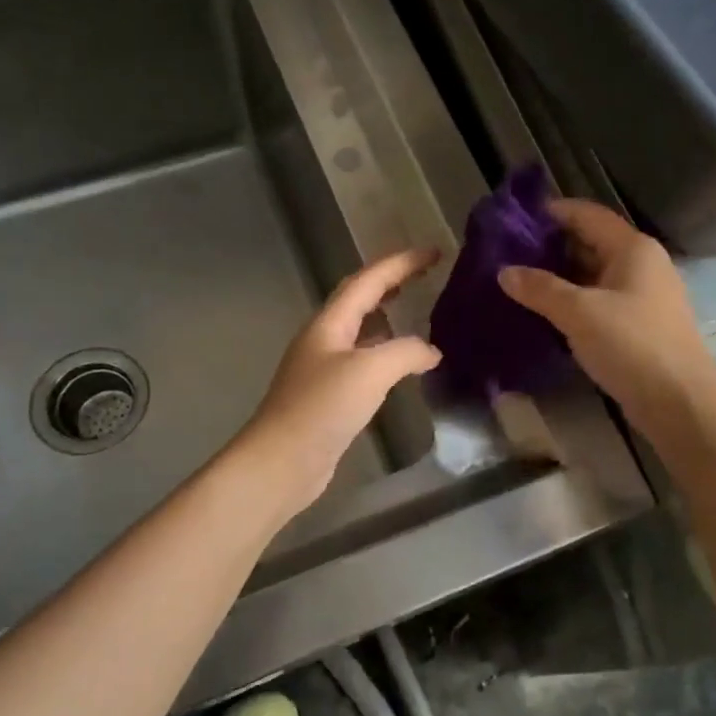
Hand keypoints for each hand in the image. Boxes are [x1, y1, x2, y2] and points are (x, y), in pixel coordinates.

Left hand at [238, 249, 442, 509]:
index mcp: (329, 324)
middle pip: (360, 300)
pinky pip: (364, 363)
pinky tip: (404, 366)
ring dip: (388, 318)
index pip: (368, 281)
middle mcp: (325, 340)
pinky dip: (387, 354)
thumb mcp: (370, 371)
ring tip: (418, 313)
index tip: (434, 253)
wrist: (282, 462)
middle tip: (425, 276)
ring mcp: (325, 369)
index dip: (401, 263)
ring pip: (362, 332)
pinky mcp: (331, 397)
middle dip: (392, 283)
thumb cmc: (322, 408)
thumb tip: (430, 351)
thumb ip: (405, 352)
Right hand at [498, 200, 715, 440]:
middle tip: (508, 254)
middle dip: (551, 246)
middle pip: (591, 242)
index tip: (515, 219)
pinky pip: (600, 300)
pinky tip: (546, 311)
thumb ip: (540, 289)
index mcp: (633, 248)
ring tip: (519, 281)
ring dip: (560, 276)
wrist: (679, 402)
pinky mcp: (639, 324)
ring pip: (594, 274)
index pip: (587, 214)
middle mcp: (642, 264)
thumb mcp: (579, 313)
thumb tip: (505, 272)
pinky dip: (574, 300)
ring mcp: (643, 295)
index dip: (552, 212)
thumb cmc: (631, 345)